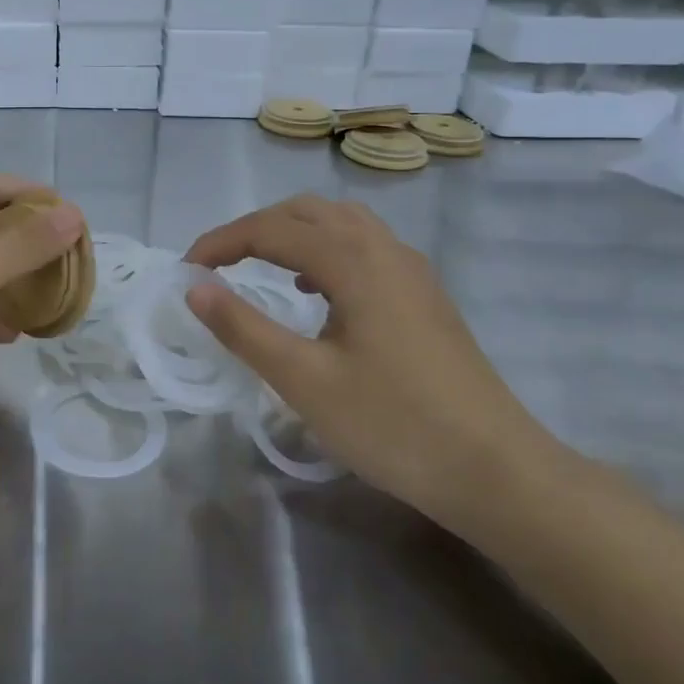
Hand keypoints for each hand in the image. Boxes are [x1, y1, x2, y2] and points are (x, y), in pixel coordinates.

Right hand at [184, 195, 567, 532]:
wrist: (497, 472)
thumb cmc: (393, 425)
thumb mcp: (303, 381)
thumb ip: (243, 328)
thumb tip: (195, 288)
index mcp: (353, 261)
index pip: (270, 230)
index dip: (220, 243)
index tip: (186, 270)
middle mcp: (383, 249)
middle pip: (306, 212)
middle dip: (254, 229)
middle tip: (218, 265)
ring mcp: (411, 270)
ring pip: (340, 223)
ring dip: (292, 234)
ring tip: (260, 269)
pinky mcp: (425, 295)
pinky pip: (364, 247)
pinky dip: (325, 251)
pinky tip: (315, 295)